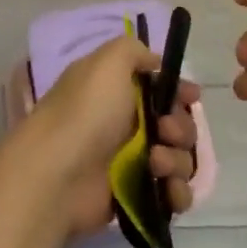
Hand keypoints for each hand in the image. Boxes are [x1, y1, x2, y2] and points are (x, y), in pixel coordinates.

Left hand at [8, 36, 201, 239]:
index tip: (191, 96)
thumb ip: (133, 50)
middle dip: (181, 127)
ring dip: (177, 160)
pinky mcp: (135, 197)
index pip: (160, 89)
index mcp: (117, 92)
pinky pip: (172, 195)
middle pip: (176, 124)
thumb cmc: (85, 113)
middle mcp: (125, 125)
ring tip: (155, 164)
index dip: (179, 92)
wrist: (55, 175)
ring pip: (178, 159)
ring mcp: (131, 164)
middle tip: (165, 131)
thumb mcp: (107, 63)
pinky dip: (177, 193)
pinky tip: (167, 190)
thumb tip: (154, 61)